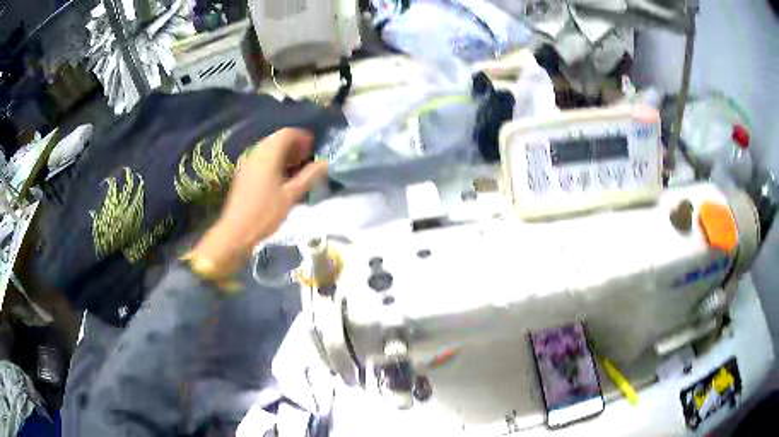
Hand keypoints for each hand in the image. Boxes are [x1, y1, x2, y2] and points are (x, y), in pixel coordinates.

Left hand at [188, 128, 327, 276]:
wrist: (236, 231)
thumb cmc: (265, 213)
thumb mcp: (291, 196)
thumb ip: (309, 177)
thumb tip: (326, 163)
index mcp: (268, 155)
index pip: (286, 133)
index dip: (302, 137)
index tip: (314, 147)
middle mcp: (256, 153)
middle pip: (276, 139)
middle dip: (293, 145)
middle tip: (307, 157)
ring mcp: (247, 163)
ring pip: (267, 149)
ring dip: (283, 153)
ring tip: (296, 168)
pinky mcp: (243, 173)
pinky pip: (260, 158)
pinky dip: (273, 161)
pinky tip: (280, 177)